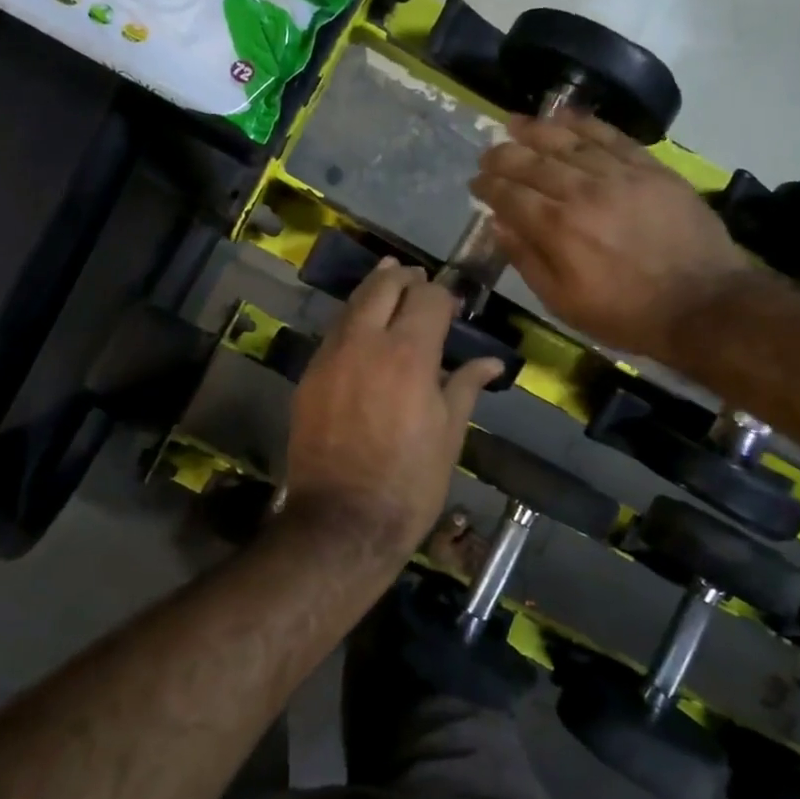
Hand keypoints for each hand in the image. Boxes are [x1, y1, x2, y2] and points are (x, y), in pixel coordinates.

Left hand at [284, 261, 502, 559]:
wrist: (342, 521)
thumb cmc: (410, 482)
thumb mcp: (449, 435)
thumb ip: (465, 387)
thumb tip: (491, 363)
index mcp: (409, 354)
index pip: (427, 297)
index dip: (443, 294)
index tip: (453, 304)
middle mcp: (365, 343)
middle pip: (383, 287)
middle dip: (403, 277)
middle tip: (418, 279)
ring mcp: (330, 357)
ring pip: (351, 305)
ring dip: (373, 291)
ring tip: (389, 284)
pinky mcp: (308, 377)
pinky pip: (333, 333)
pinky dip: (351, 320)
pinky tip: (362, 329)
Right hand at [470, 111, 750, 360]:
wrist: (702, 303)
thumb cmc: (626, 313)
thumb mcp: (563, 303)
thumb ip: (527, 260)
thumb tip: (499, 224)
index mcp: (556, 228)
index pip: (509, 195)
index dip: (488, 186)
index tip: (476, 183)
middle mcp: (581, 191)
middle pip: (531, 162)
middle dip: (503, 156)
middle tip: (488, 155)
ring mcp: (617, 174)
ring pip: (567, 141)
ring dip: (535, 130)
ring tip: (514, 123)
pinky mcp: (649, 167)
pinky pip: (610, 135)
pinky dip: (584, 123)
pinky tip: (564, 117)